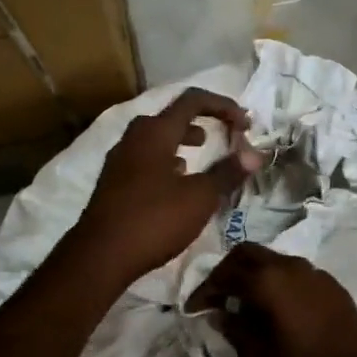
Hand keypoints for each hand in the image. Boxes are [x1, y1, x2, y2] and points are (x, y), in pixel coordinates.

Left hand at [68, 88, 262, 283]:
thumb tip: (255, 154)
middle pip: (170, 116)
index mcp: (155, 133)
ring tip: (200, 154)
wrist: (100, 256)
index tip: (245, 123)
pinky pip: (144, 159)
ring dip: (181, 140)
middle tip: (223, 135)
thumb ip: (227, 172)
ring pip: (155, 138)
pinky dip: (165, 160)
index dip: (222, 105)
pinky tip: (175, 182)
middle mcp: (133, 139)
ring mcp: (119, 161)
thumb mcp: (199, 198)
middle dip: (200, 121)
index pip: (192, 100)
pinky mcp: (113, 182)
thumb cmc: (154, 220)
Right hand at [185, 243, 356, 356]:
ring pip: (274, 260)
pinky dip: (277, 282)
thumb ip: (234, 330)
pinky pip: (296, 273)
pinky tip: (275, 309)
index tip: (193, 309)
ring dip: (254, 275)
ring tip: (243, 304)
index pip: (225, 274)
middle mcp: (292, 268)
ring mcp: (316, 274)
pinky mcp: (333, 287)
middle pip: (249, 253)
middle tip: (216, 297)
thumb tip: (219, 313)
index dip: (204, 290)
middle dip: (227, 271)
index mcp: (269, 282)